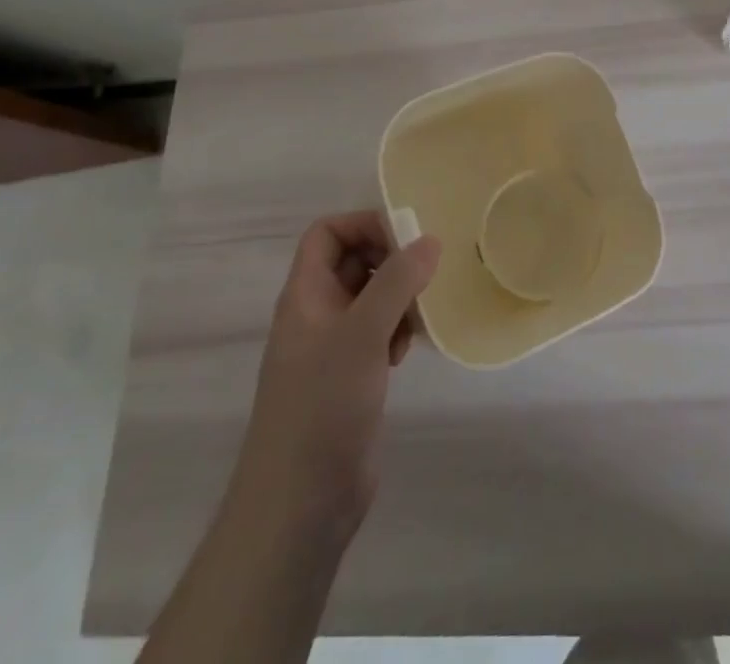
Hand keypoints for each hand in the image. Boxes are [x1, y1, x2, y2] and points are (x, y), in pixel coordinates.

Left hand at [234, 211, 441, 545]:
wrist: (299, 505)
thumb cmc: (322, 406)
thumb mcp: (363, 334)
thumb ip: (397, 281)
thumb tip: (430, 240)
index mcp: (305, 294)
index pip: (327, 233)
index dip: (364, 224)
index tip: (406, 238)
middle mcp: (316, 313)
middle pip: (352, 261)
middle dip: (390, 261)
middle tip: (423, 276)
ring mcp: (332, 347)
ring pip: (370, 297)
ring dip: (398, 298)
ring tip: (416, 319)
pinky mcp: (349, 377)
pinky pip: (376, 332)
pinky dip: (395, 330)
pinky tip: (406, 352)